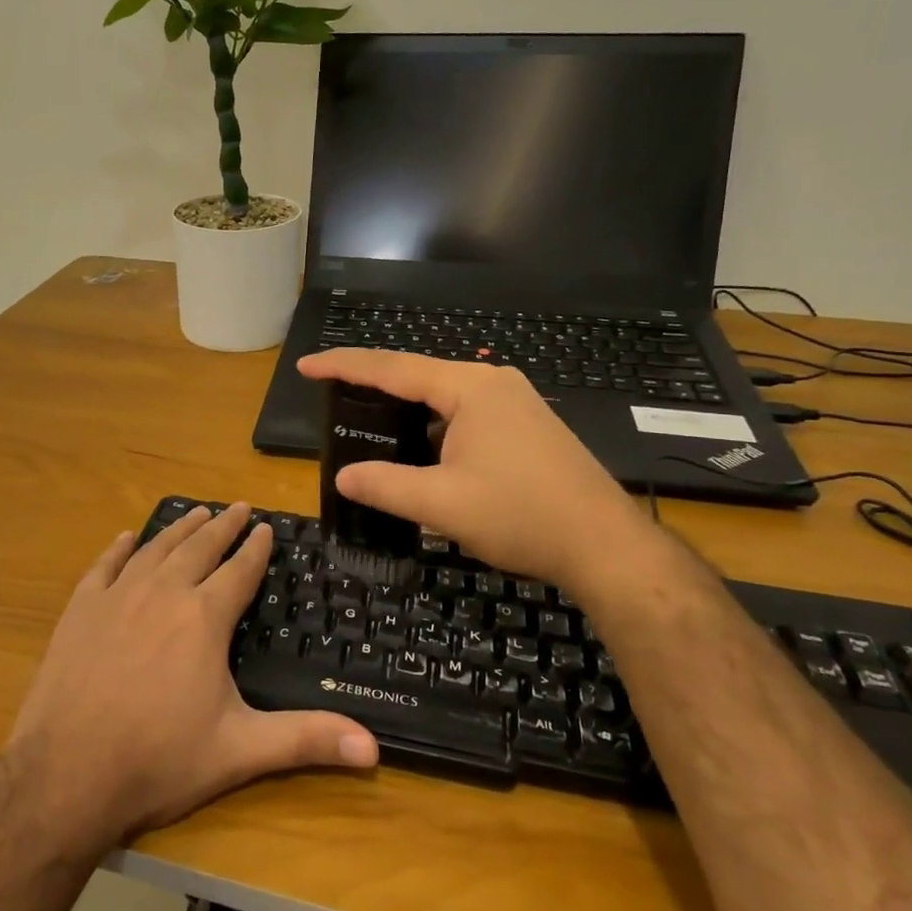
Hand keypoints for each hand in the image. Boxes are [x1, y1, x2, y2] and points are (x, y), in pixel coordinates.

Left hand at [8, 503, 377, 848]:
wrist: (67, 775)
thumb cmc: (159, 760)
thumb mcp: (240, 751)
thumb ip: (306, 741)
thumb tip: (374, 748)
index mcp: (204, 617)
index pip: (239, 570)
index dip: (256, 548)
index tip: (266, 527)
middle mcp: (163, 593)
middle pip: (199, 548)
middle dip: (223, 526)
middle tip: (238, 508)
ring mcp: (117, 597)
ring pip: (155, 549)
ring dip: (179, 528)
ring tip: (197, 512)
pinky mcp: (80, 610)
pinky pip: (103, 566)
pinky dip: (118, 548)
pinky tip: (126, 537)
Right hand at [298, 349, 655, 587]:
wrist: (605, 545)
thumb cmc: (521, 515)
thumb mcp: (441, 504)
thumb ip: (385, 485)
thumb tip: (343, 477)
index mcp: (469, 388)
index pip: (392, 368)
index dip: (344, 366)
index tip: (306, 365)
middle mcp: (493, 383)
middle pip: (419, 376)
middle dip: (373, 385)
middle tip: (331, 395)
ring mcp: (515, 404)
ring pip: (444, 399)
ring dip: (406, 410)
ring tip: (368, 422)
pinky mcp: (527, 427)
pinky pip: (465, 416)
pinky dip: (433, 428)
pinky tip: (420, 452)